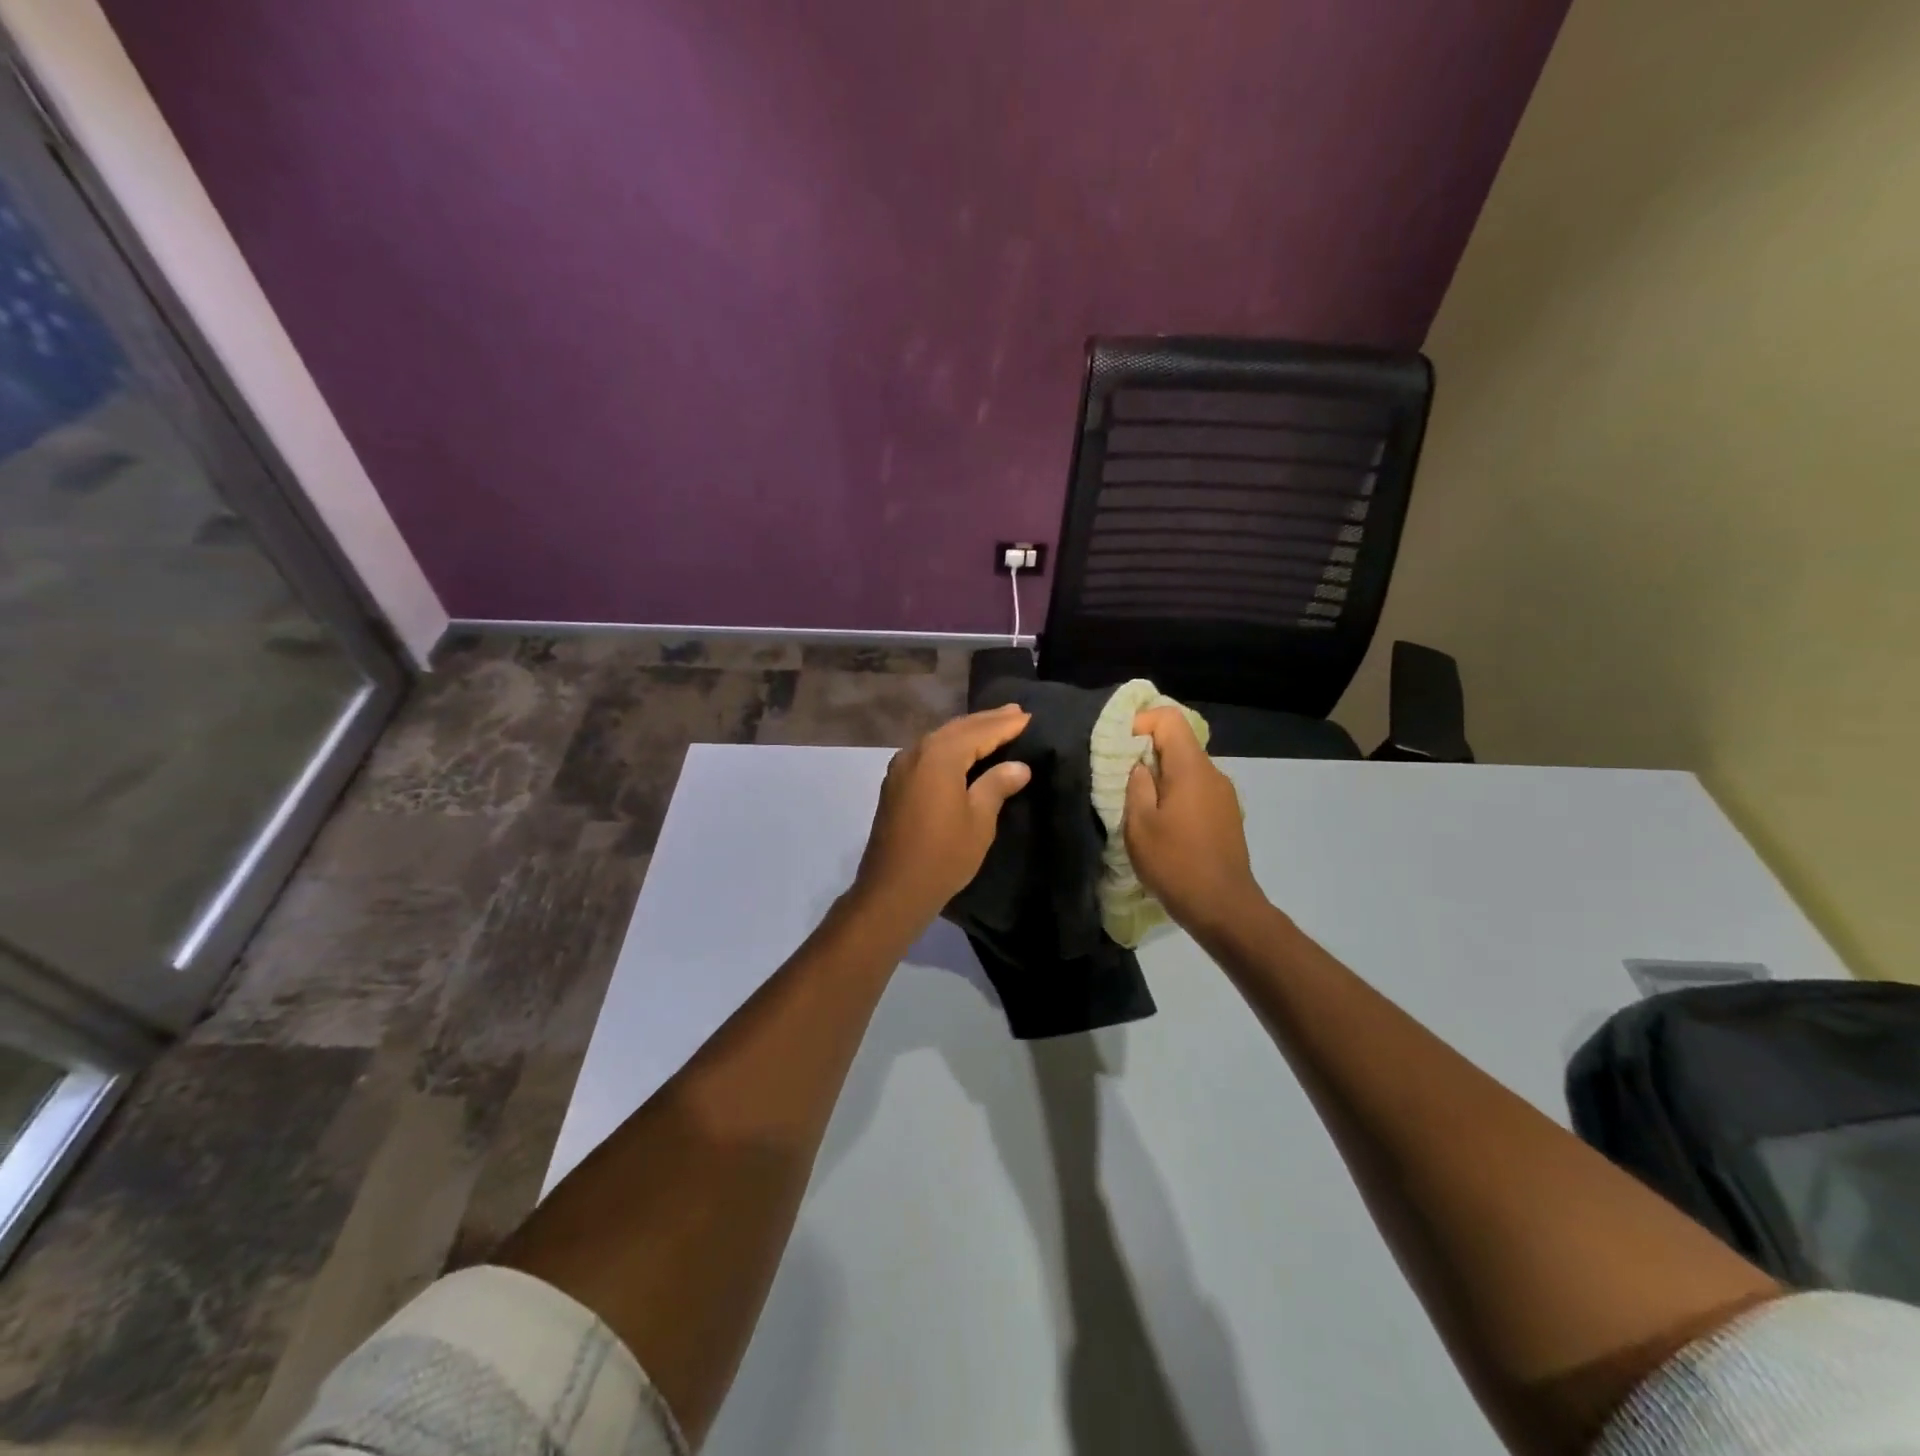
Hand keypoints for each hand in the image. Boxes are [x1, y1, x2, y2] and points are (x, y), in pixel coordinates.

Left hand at [849, 705, 1032, 935]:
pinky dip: (949, 746)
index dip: (1005, 725)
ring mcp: (901, 767)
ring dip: (967, 731)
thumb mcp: (979, 820)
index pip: (979, 731)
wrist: (893, 889)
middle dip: (986, 721)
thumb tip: (1018, 766)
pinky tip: (962, 752)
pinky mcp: (895, 784)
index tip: (1029, 716)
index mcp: (939, 756)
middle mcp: (916, 752)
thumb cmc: (943, 855)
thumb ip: (997, 785)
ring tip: (993, 726)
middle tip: (1015, 712)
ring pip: (940, 739)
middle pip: (957, 728)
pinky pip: (927, 753)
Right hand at [1124, 706, 1266, 936]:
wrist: (1223, 907)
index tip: (1120, 748)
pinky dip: (1176, 795)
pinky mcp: (1227, 816)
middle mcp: (1213, 774)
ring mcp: (1224, 796)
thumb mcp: (1139, 824)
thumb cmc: (1175, 863)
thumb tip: (1139, 764)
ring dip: (1161, 778)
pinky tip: (1164, 825)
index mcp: (1192, 768)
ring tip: (1140, 807)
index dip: (1141, 723)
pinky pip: (1197, 790)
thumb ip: (1137, 785)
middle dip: (1147, 753)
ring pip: (1187, 769)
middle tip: (1121, 780)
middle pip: (1179, 743)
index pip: (1169, 719)